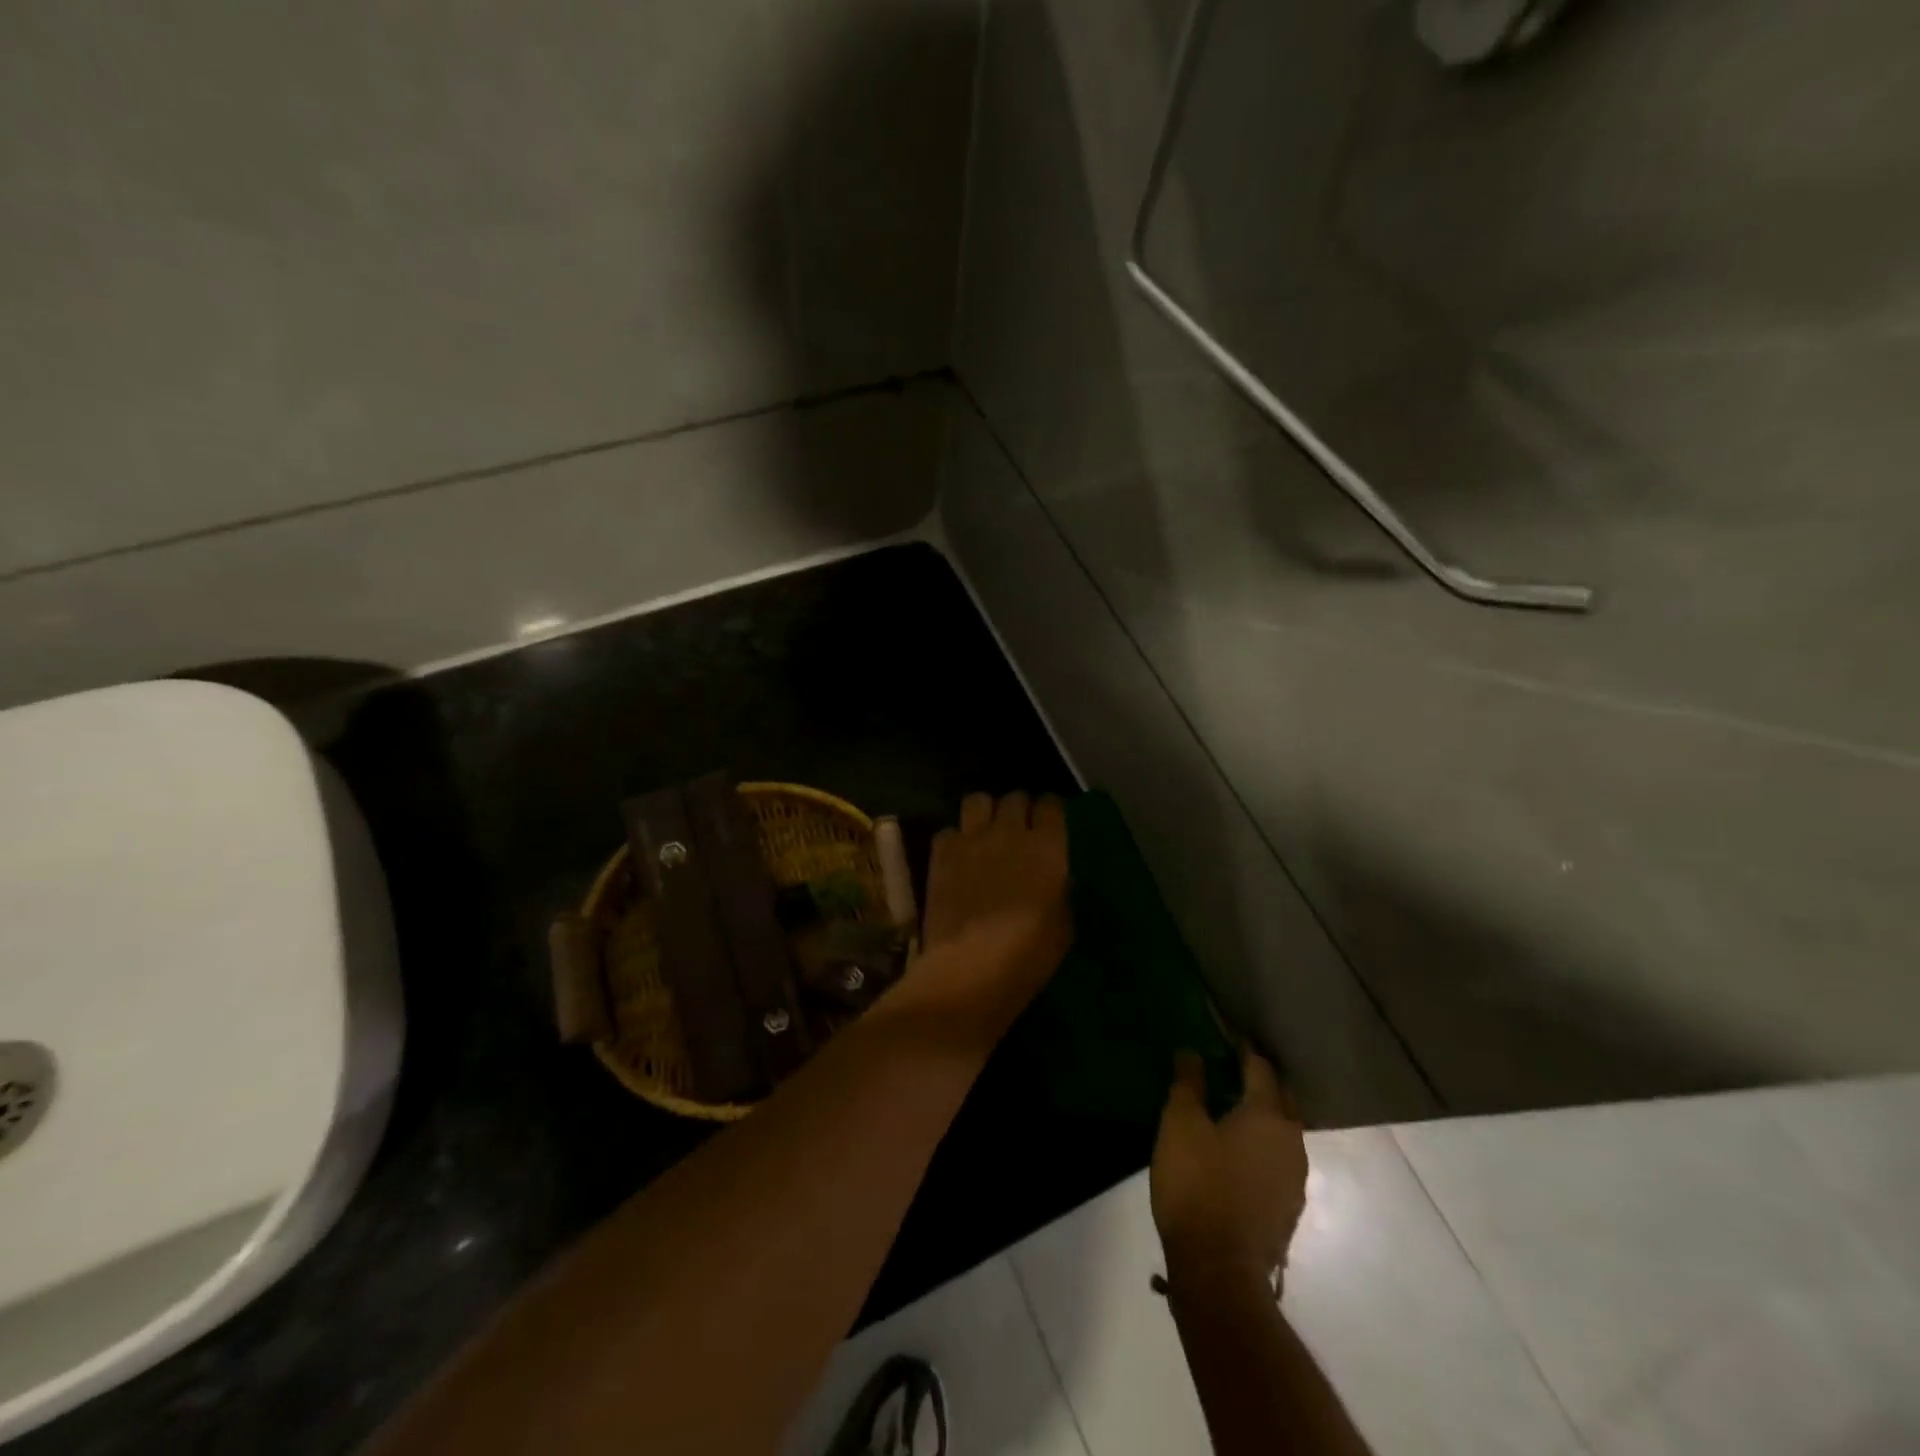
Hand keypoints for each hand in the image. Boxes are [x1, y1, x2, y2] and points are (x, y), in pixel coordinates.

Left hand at [893, 791, 1071, 1043]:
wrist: (970, 967)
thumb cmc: (1028, 955)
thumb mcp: (1063, 927)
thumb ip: (1061, 892)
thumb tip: (1057, 878)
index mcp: (1048, 848)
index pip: (1052, 805)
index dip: (1051, 811)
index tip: (1050, 823)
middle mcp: (1011, 832)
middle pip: (1015, 798)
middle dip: (1019, 809)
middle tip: (1018, 830)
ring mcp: (972, 839)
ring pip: (978, 800)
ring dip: (985, 813)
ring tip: (985, 833)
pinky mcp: (942, 853)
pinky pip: (949, 830)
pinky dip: (954, 840)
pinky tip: (957, 858)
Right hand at [1151, 1048, 1307, 1293]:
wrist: (1219, 1270)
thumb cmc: (1197, 1185)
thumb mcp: (1180, 1124)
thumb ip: (1188, 1084)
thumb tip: (1191, 1051)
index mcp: (1268, 1116)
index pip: (1261, 1068)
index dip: (1243, 1049)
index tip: (1228, 1035)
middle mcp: (1292, 1142)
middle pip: (1282, 1099)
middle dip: (1262, 1080)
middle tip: (1234, 1067)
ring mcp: (1295, 1179)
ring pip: (1283, 1132)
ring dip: (1263, 1115)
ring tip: (1234, 1108)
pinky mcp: (1288, 1209)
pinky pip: (1278, 1160)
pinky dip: (1262, 1146)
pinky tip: (1238, 1153)